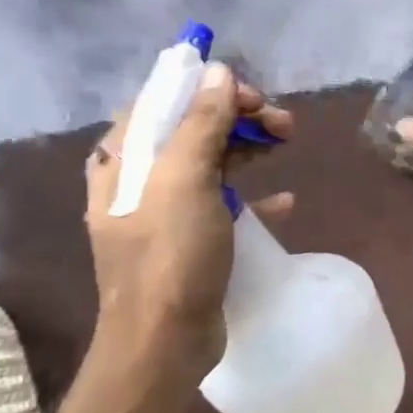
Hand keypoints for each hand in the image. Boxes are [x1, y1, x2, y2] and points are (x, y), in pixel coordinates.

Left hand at [85, 62, 292, 376]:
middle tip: (282, 121)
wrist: (163, 341)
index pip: (163, 100)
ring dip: (250, 147)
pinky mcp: (190, 239)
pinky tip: (283, 201)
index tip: (251, 94)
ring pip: (211, 161)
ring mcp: (165, 211)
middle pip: (192, 127)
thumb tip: (217, 71)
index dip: (207, 88)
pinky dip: (253, 195)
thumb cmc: (169, 255)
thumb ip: (200, 122)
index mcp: (124, 158)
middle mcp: (139, 178)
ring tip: (289, 143)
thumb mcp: (185, 180)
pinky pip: (224, 203)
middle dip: (238, 116)